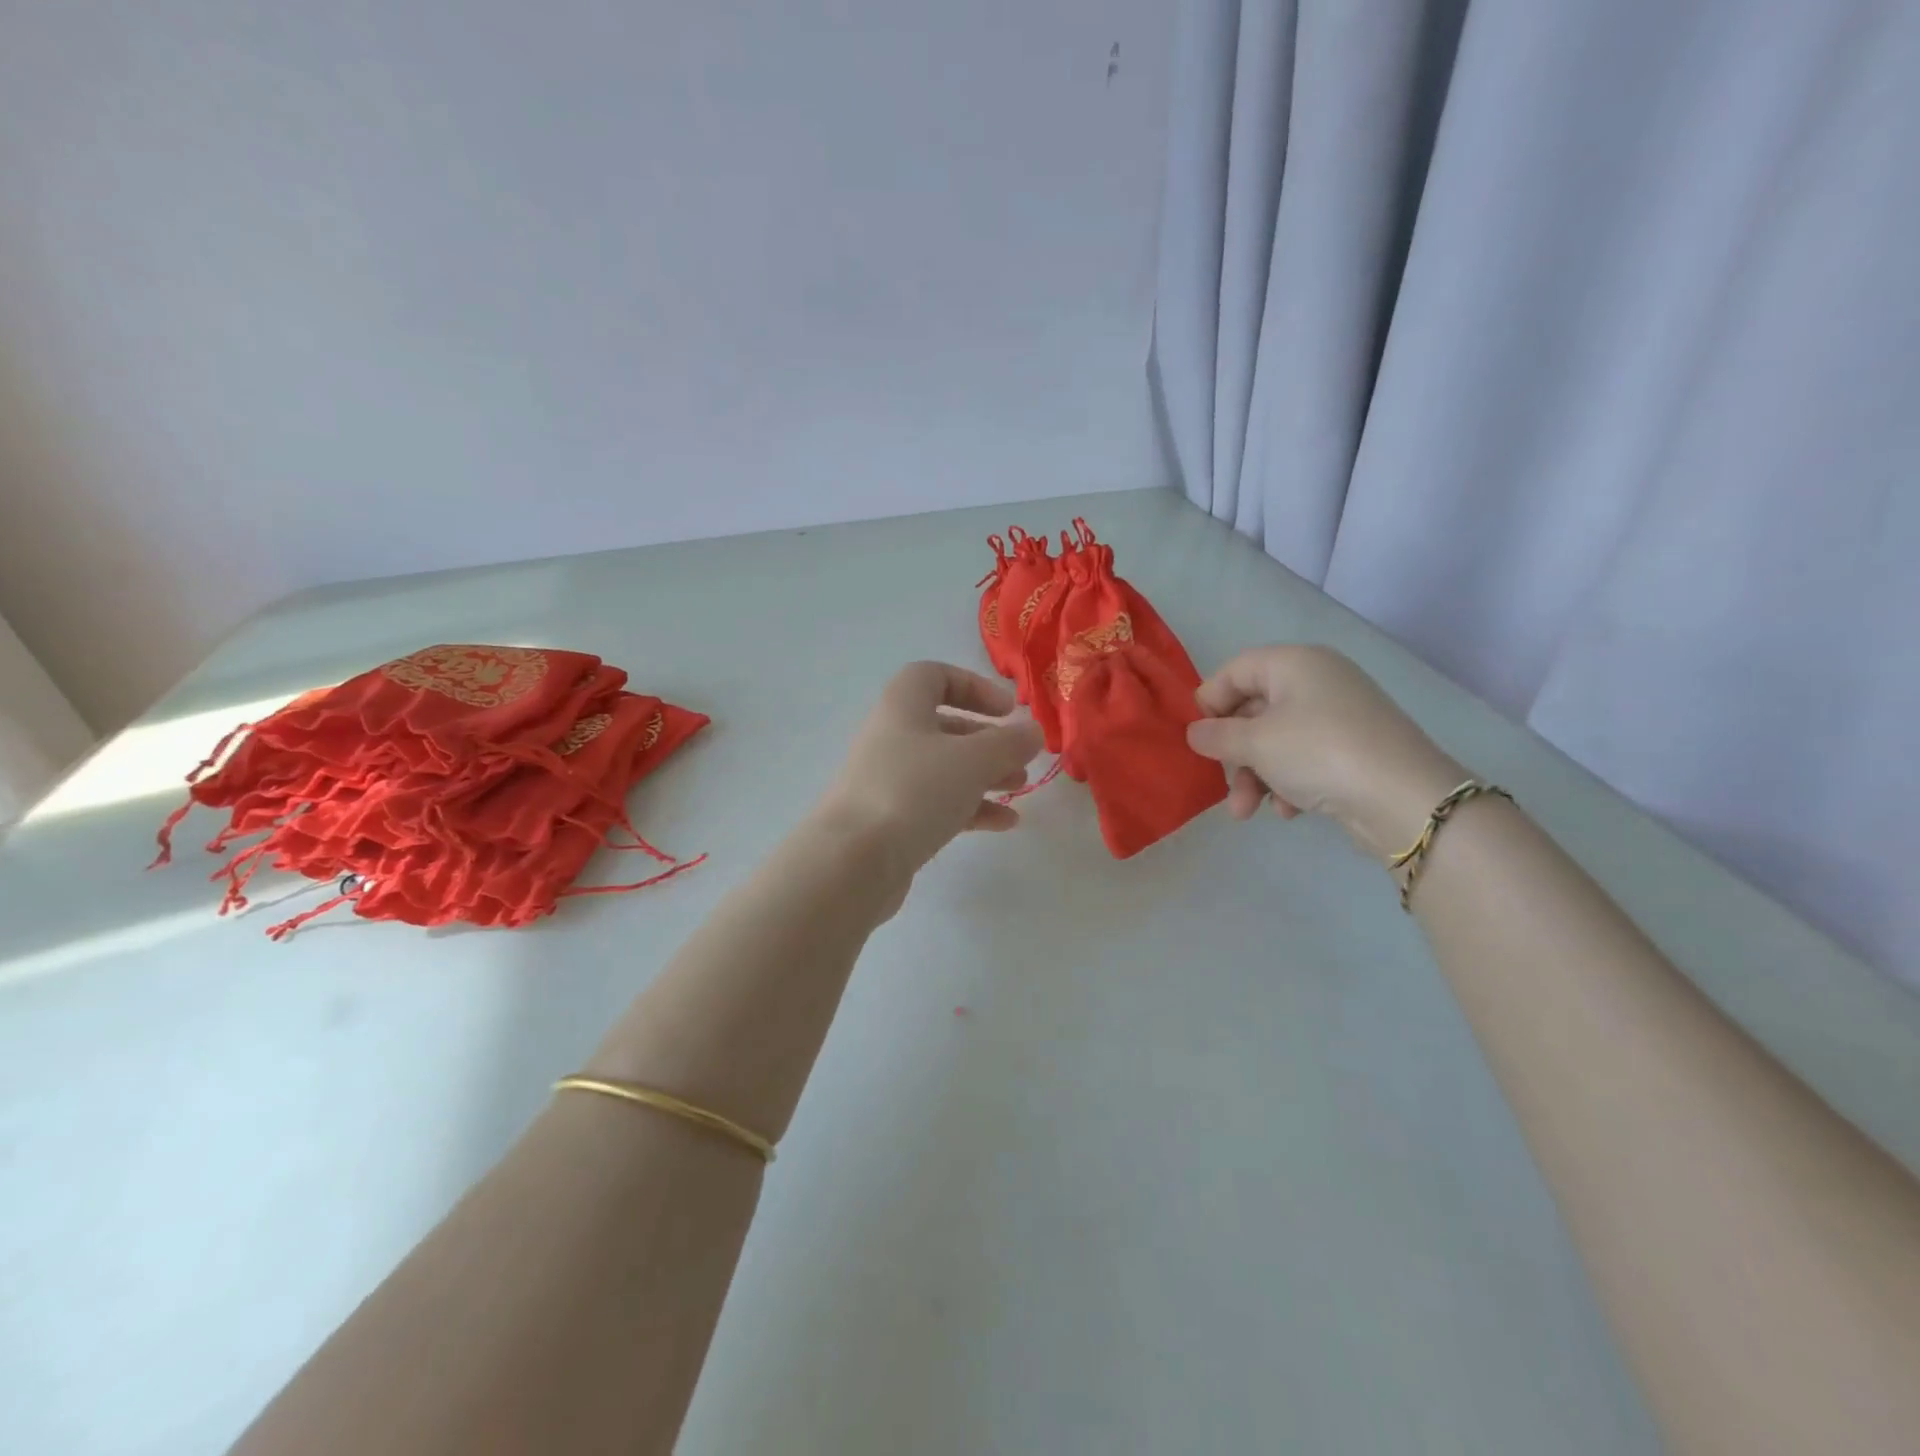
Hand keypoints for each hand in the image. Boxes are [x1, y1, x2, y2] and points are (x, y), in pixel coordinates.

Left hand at [816, 661, 1043, 875]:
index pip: (934, 676)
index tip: (1006, 710)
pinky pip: (937, 804)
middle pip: (944, 726)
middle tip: (1020, 758)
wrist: (853, 860)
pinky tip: (1004, 823)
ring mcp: (889, 781)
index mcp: (903, 707)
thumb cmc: (914, 791)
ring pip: (944, 768)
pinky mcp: (892, 820)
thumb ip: (1009, 742)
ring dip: (984, 775)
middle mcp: (892, 738)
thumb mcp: (972, 760)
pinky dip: (971, 808)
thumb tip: (1032, 731)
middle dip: (987, 740)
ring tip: (1019, 789)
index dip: (973, 686)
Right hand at [1185, 645, 1466, 863]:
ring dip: (1255, 775)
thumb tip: (1195, 733)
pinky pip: (1304, 757)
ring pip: (1276, 739)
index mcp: (1294, 663)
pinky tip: (1289, 810)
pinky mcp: (1353, 748)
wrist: (1404, 798)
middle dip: (1232, 753)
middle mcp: (1317, 680)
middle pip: (1254, 709)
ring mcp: (1339, 715)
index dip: (1209, 703)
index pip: (1234, 671)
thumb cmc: (1318, 753)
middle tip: (1219, 783)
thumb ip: (1216, 736)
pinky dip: (1288, 782)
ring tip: (1247, 812)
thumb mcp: (1255, 743)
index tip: (1197, 739)